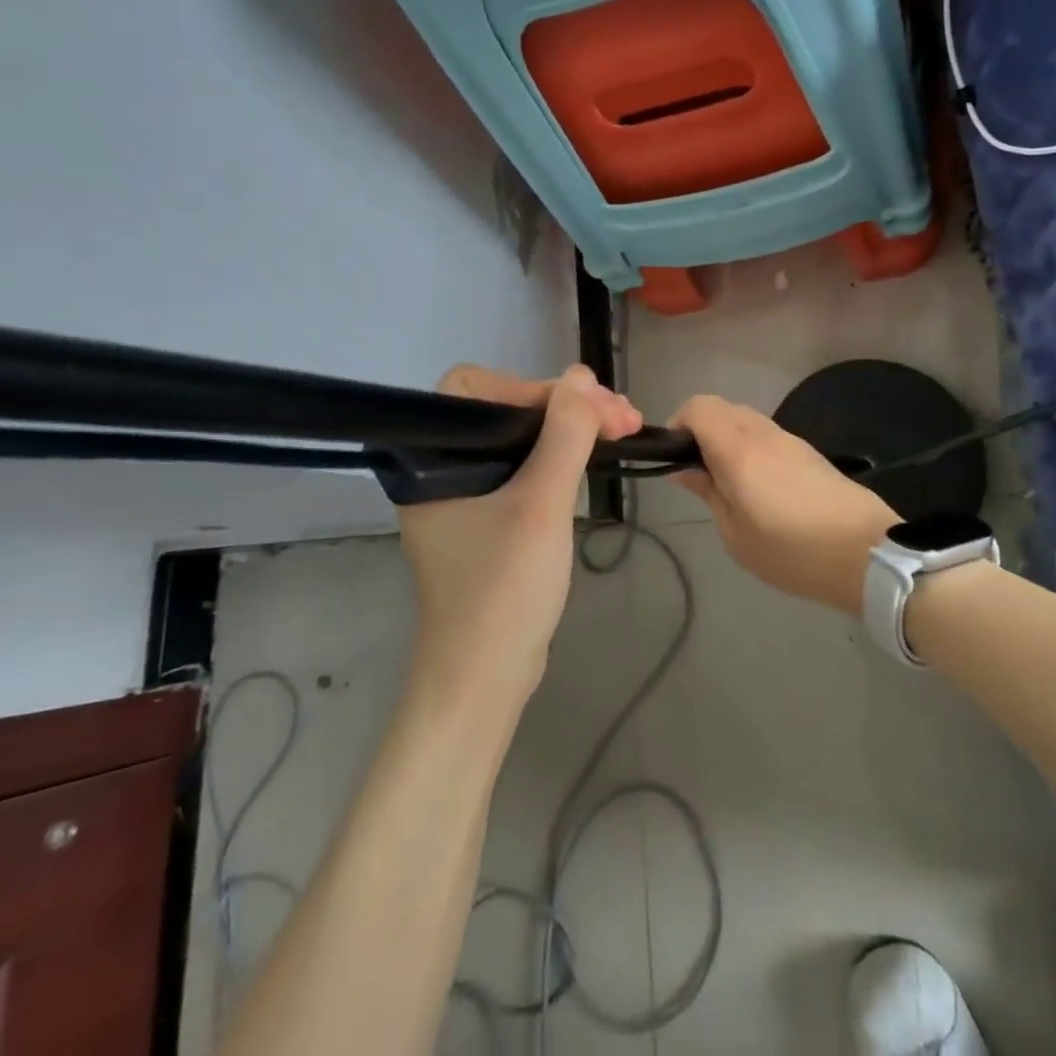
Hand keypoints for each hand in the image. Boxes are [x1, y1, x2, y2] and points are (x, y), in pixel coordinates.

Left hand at [397, 365, 640, 705]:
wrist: (486, 680)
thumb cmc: (503, 591)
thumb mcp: (540, 507)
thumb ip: (564, 435)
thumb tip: (582, 375)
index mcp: (430, 459)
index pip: (473, 389)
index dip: (529, 387)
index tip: (583, 406)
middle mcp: (440, 469)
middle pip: (504, 410)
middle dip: (566, 408)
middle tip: (624, 417)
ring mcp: (465, 494)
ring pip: (521, 438)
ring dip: (572, 429)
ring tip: (626, 428)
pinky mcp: (487, 515)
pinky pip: (525, 466)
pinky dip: (562, 457)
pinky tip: (598, 454)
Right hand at [669, 395, 899, 616]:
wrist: (867, 554)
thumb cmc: (792, 551)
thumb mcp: (736, 535)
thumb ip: (708, 493)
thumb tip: (684, 469)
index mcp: (738, 450)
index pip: (698, 407)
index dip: (679, 423)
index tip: (675, 457)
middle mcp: (762, 433)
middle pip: (721, 408)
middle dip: (701, 430)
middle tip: (699, 473)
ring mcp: (789, 439)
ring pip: (745, 419)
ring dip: (727, 438)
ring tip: (729, 484)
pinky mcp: (808, 451)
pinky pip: (766, 434)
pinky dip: (750, 447)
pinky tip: (759, 487)